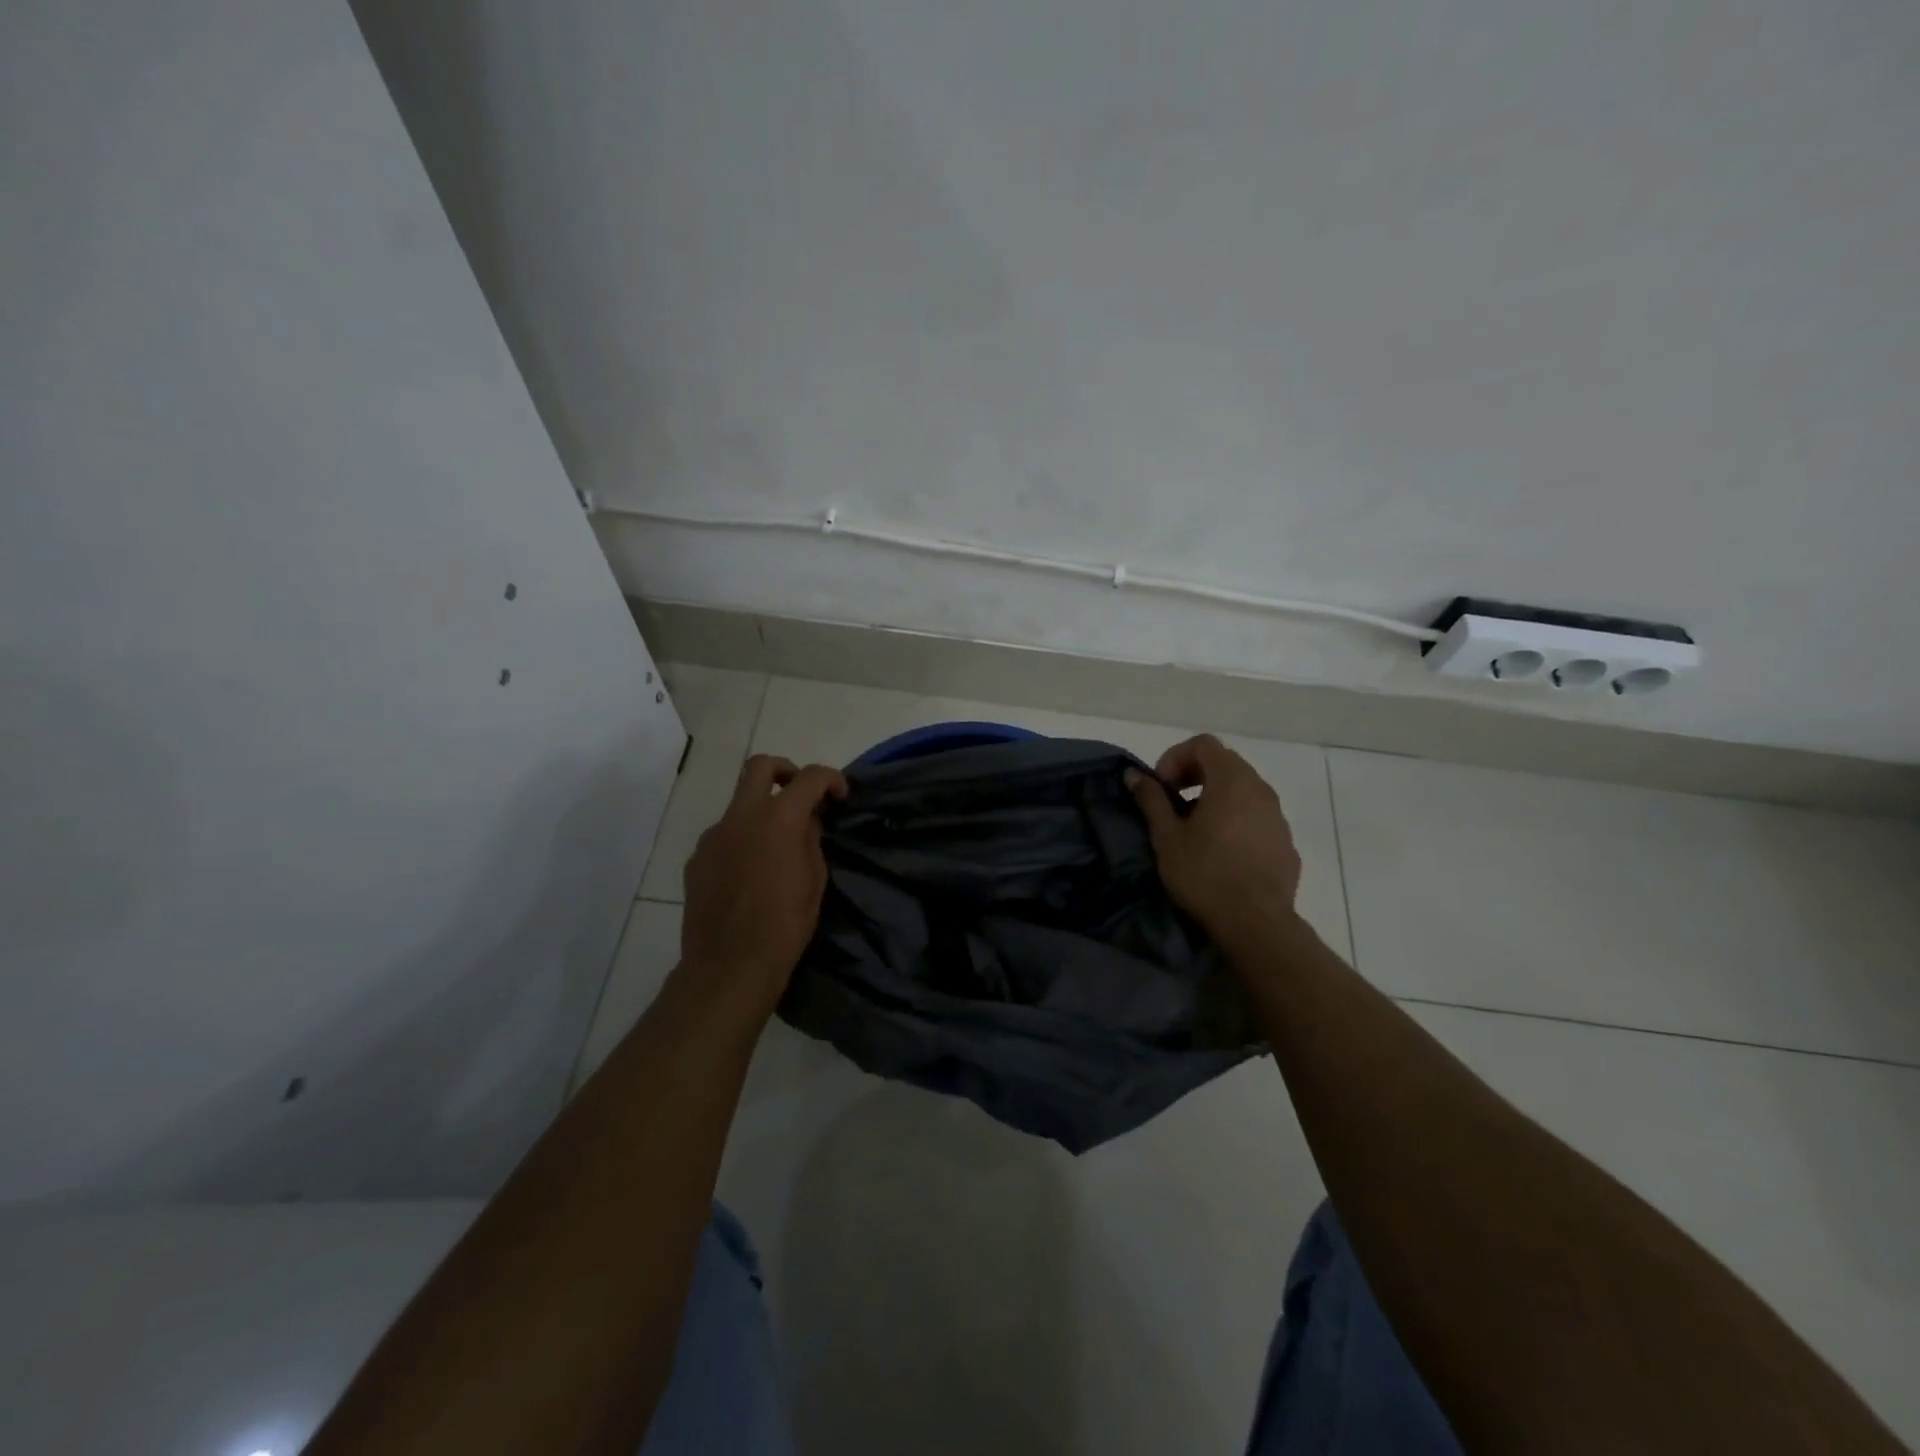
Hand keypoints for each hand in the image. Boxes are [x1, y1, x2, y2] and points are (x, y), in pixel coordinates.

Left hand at [679, 754, 848, 1026]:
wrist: (728, 966)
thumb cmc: (784, 926)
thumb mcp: (814, 881)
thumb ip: (811, 841)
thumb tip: (806, 822)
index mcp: (778, 819)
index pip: (809, 778)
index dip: (830, 779)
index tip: (839, 796)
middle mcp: (741, 817)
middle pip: (760, 766)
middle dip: (785, 770)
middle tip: (800, 795)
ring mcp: (713, 836)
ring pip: (739, 805)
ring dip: (761, 813)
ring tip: (776, 849)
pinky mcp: (697, 859)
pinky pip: (724, 836)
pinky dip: (742, 841)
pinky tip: (750, 874)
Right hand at [1127, 734, 1302, 949]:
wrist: (1256, 923)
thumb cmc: (1204, 873)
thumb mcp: (1167, 836)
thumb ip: (1151, 799)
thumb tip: (1133, 774)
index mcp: (1231, 780)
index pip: (1203, 744)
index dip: (1175, 757)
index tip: (1161, 788)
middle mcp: (1260, 788)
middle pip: (1225, 763)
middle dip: (1194, 776)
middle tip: (1173, 805)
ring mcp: (1278, 816)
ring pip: (1243, 790)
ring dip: (1215, 798)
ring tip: (1196, 830)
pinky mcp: (1285, 842)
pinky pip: (1257, 817)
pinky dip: (1236, 820)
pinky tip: (1222, 852)